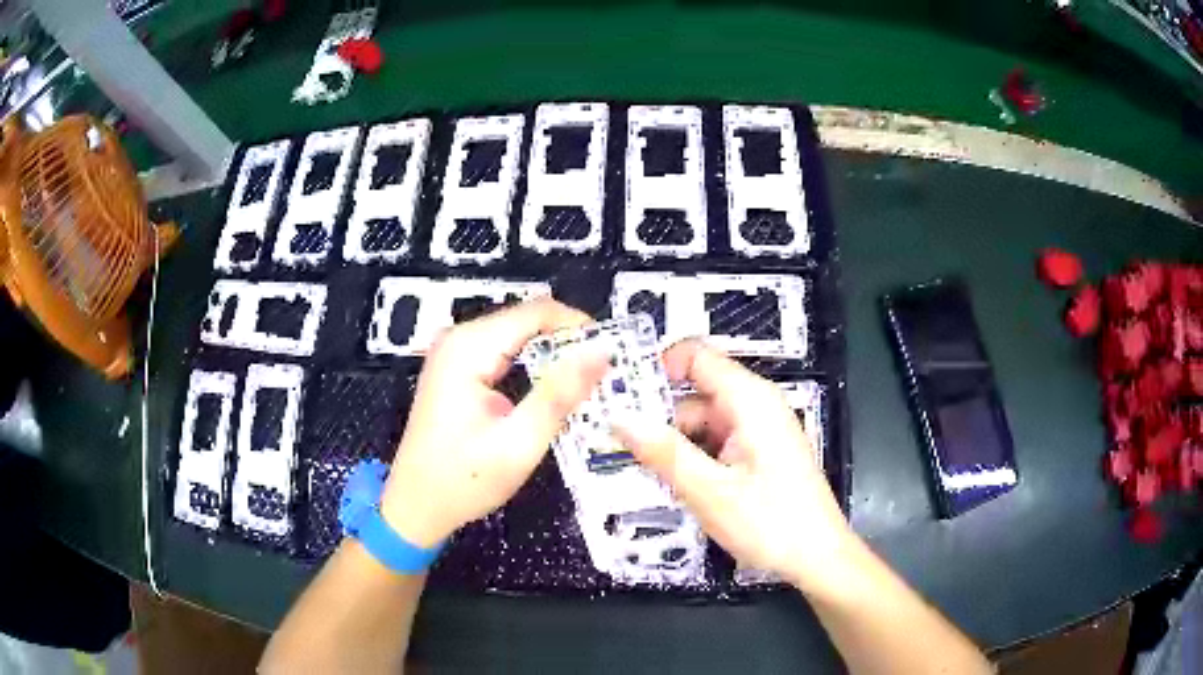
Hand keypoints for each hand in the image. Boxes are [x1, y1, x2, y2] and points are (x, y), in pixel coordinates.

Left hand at [380, 298, 607, 548]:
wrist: (416, 506)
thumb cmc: (463, 481)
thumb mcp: (518, 443)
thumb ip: (559, 394)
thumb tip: (601, 352)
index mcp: (468, 348)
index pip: (537, 312)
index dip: (580, 327)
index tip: (611, 355)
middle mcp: (458, 340)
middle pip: (528, 321)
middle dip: (569, 344)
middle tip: (604, 377)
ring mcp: (454, 353)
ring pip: (519, 337)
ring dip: (554, 357)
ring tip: (585, 387)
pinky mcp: (456, 369)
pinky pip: (504, 353)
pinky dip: (533, 368)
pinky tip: (551, 393)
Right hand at [613, 340, 853, 592]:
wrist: (818, 559)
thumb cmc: (771, 524)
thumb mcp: (709, 492)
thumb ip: (663, 452)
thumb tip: (619, 417)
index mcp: (750, 400)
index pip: (695, 356)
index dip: (655, 366)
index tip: (618, 394)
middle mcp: (755, 406)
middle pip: (695, 391)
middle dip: (657, 413)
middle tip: (614, 440)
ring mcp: (759, 430)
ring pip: (702, 420)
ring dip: (672, 440)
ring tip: (636, 466)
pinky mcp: (759, 453)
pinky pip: (716, 441)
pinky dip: (692, 455)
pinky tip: (671, 481)